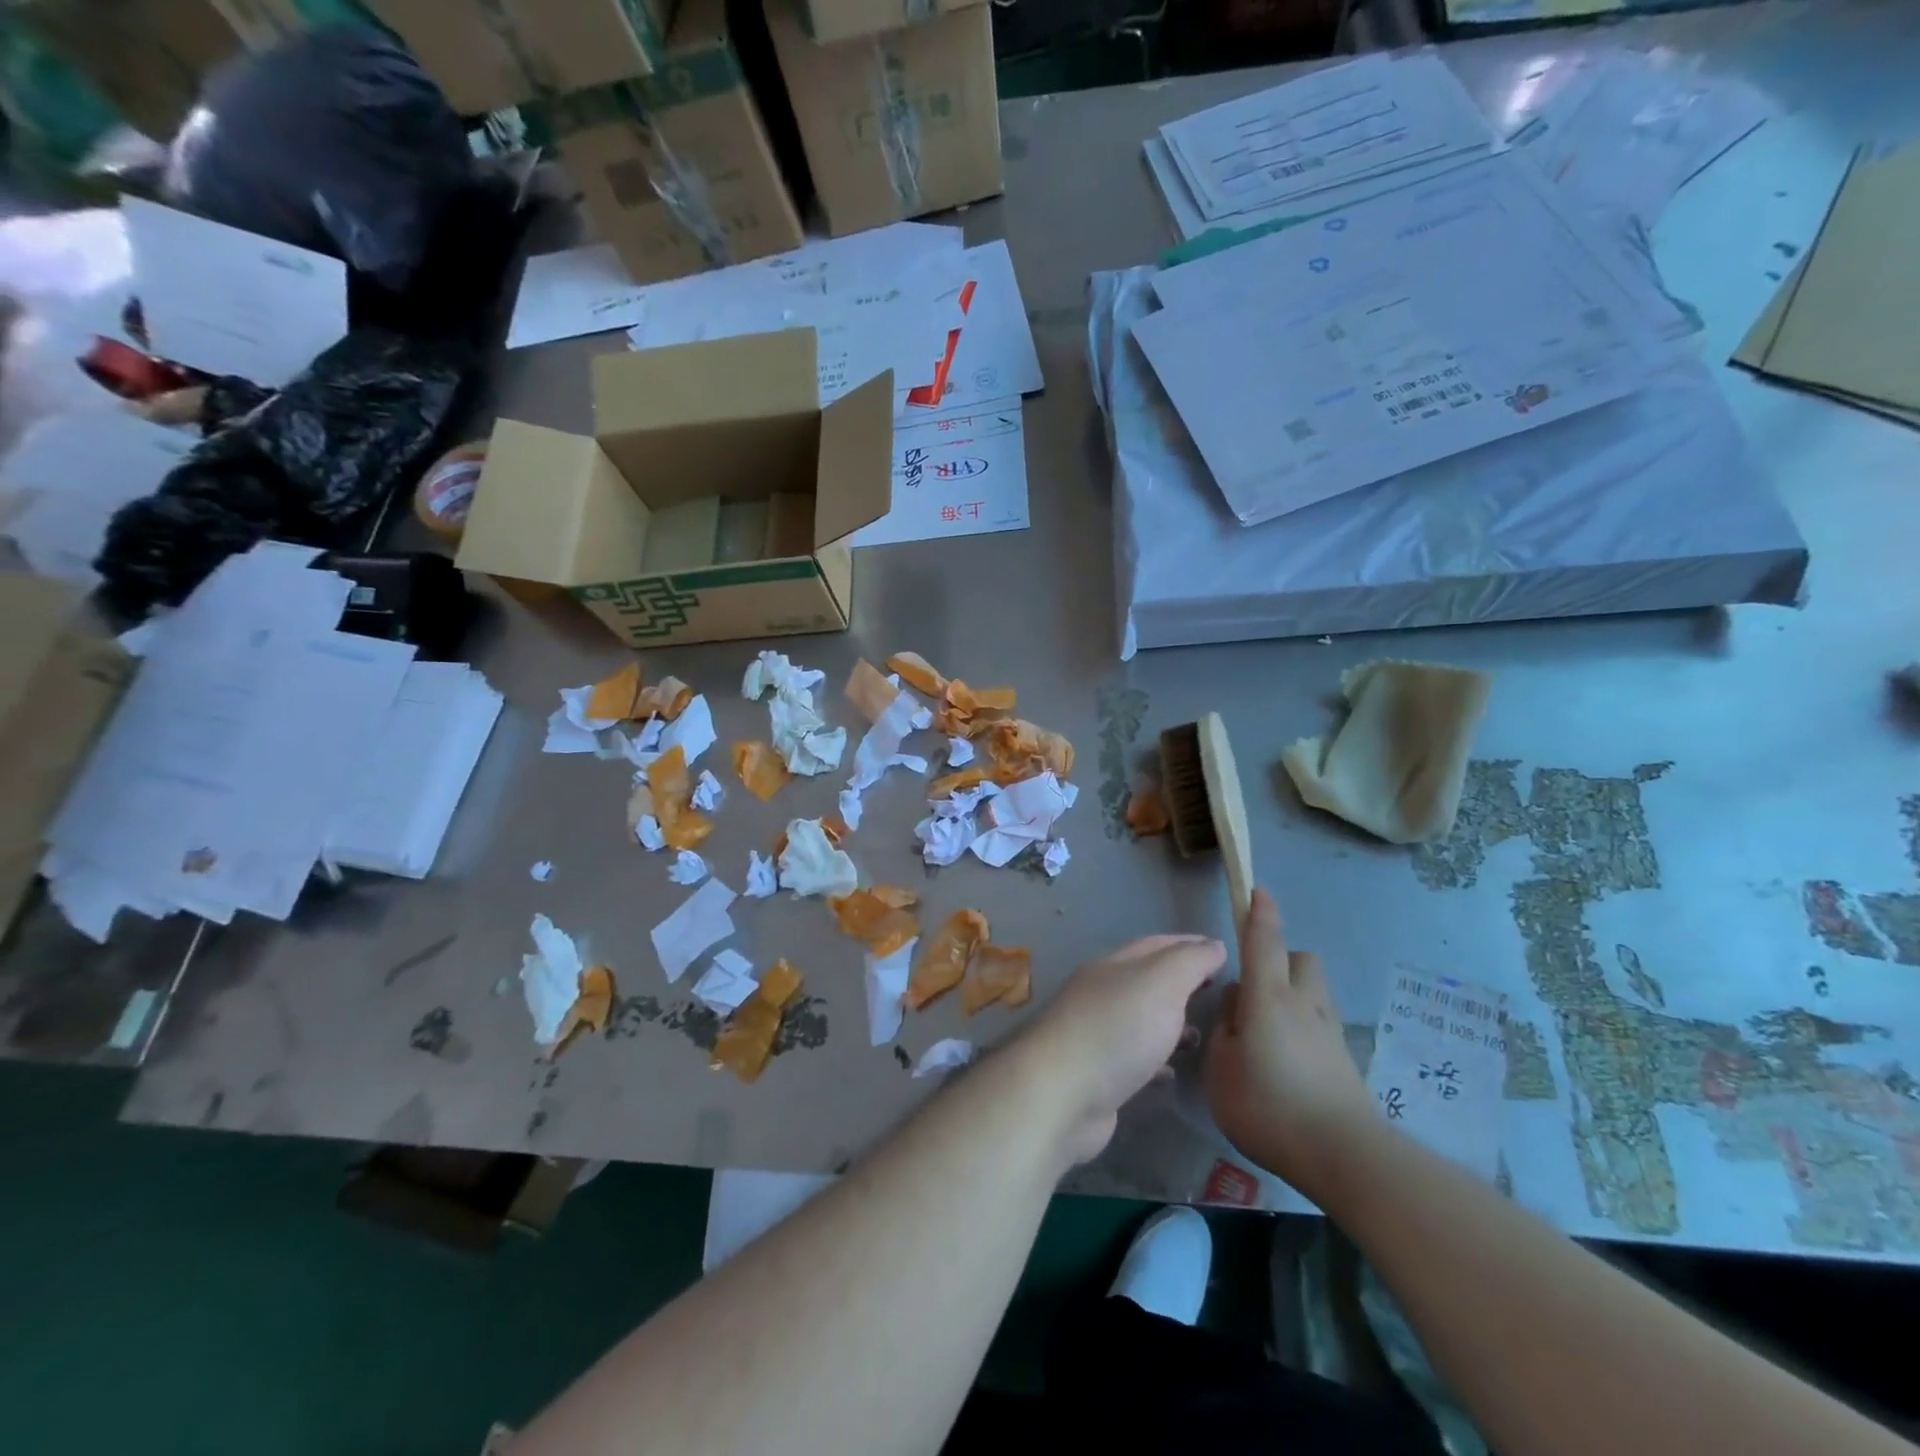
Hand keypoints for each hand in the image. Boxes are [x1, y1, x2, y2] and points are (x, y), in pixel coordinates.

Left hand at [1020, 935, 1225, 1164]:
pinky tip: (1172, 1073)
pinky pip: (1133, 1059)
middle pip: (1147, 981)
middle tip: (1218, 992)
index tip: (1222, 951)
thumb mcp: (1162, 983)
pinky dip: (1156, 1061)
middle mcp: (1101, 994)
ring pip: (1141, 1021)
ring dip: (1170, 1023)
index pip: (1156, 944)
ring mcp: (1095, 1034)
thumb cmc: (1117, 1030)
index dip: (1189, 944)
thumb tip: (1213, 944)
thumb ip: (1190, 961)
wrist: (1062, 1094)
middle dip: (1181, 983)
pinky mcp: (1096, 1075)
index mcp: (1113, 965)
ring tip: (1202, 1035)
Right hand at [1204, 889, 1376, 1200]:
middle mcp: (1303, 1003)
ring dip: (1292, 995)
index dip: (1260, 913)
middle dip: (1280, 961)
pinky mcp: (1344, 1060)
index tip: (1258, 890)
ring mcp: (1329, 1031)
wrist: (1343, 1154)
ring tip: (1267, 1032)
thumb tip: (1235, 1011)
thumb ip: (1224, 1032)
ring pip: (1312, 991)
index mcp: (1268, 997)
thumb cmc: (1269, 1106)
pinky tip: (1286, 1063)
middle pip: (1300, 959)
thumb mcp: (1221, 1070)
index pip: (1265, 940)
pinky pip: (1318, 1024)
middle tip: (1254, 992)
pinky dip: (1302, 1028)